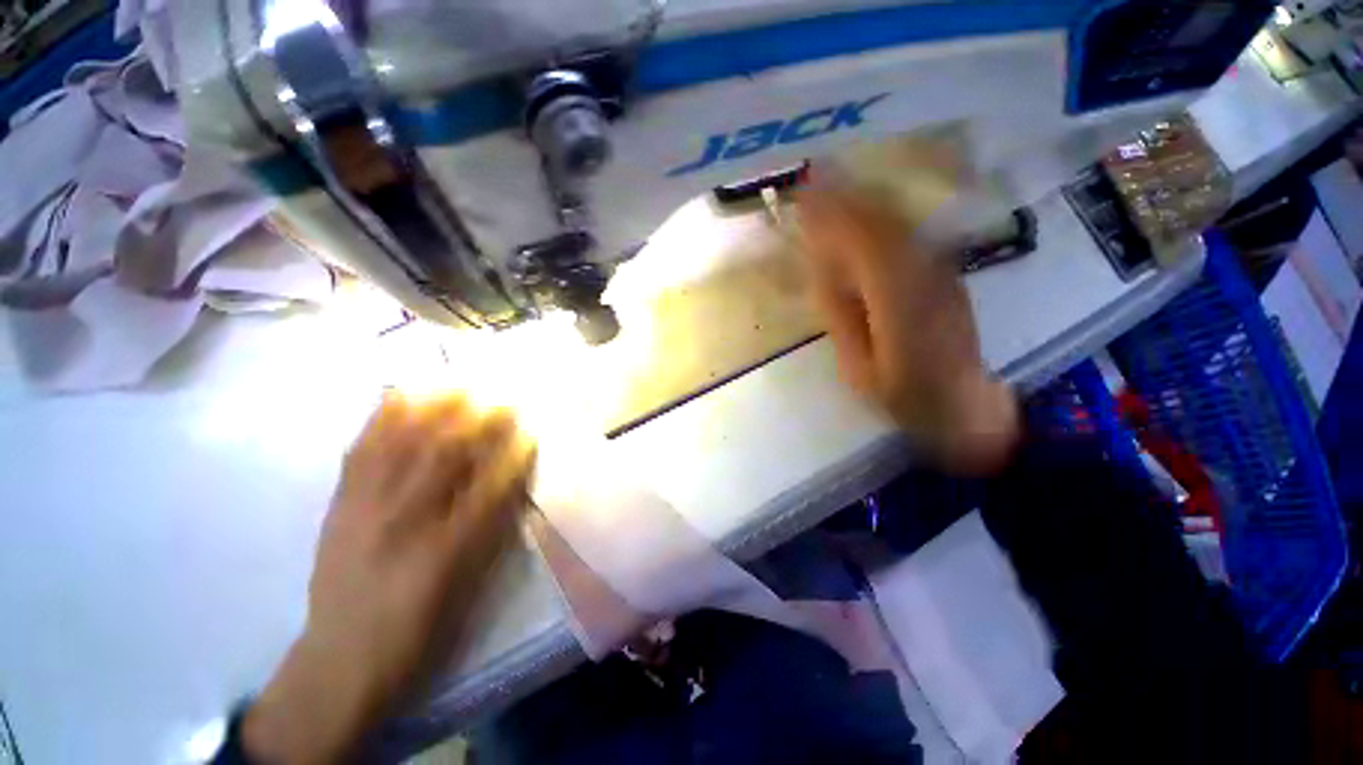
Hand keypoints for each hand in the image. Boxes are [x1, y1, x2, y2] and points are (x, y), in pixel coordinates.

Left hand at [243, 392, 534, 763]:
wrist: (340, 659)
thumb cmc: (419, 628)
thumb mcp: (466, 586)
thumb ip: (492, 529)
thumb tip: (513, 480)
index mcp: (445, 550)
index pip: (489, 487)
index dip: (512, 454)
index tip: (531, 428)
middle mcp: (404, 522)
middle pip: (445, 457)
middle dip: (477, 421)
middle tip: (499, 394)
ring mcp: (365, 510)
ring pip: (402, 447)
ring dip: (433, 410)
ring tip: (455, 383)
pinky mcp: (339, 507)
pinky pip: (360, 453)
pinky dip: (380, 421)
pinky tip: (397, 397)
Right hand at [797, 184, 1020, 473]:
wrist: (964, 406)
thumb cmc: (905, 397)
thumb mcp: (860, 368)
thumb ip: (842, 318)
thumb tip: (823, 274)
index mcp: (901, 303)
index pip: (865, 243)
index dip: (834, 217)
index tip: (805, 197)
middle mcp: (926, 276)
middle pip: (882, 225)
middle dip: (845, 201)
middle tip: (812, 183)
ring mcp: (940, 272)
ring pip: (897, 226)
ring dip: (862, 206)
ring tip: (830, 192)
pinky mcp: (944, 275)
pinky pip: (906, 238)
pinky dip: (879, 222)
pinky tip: (860, 220)